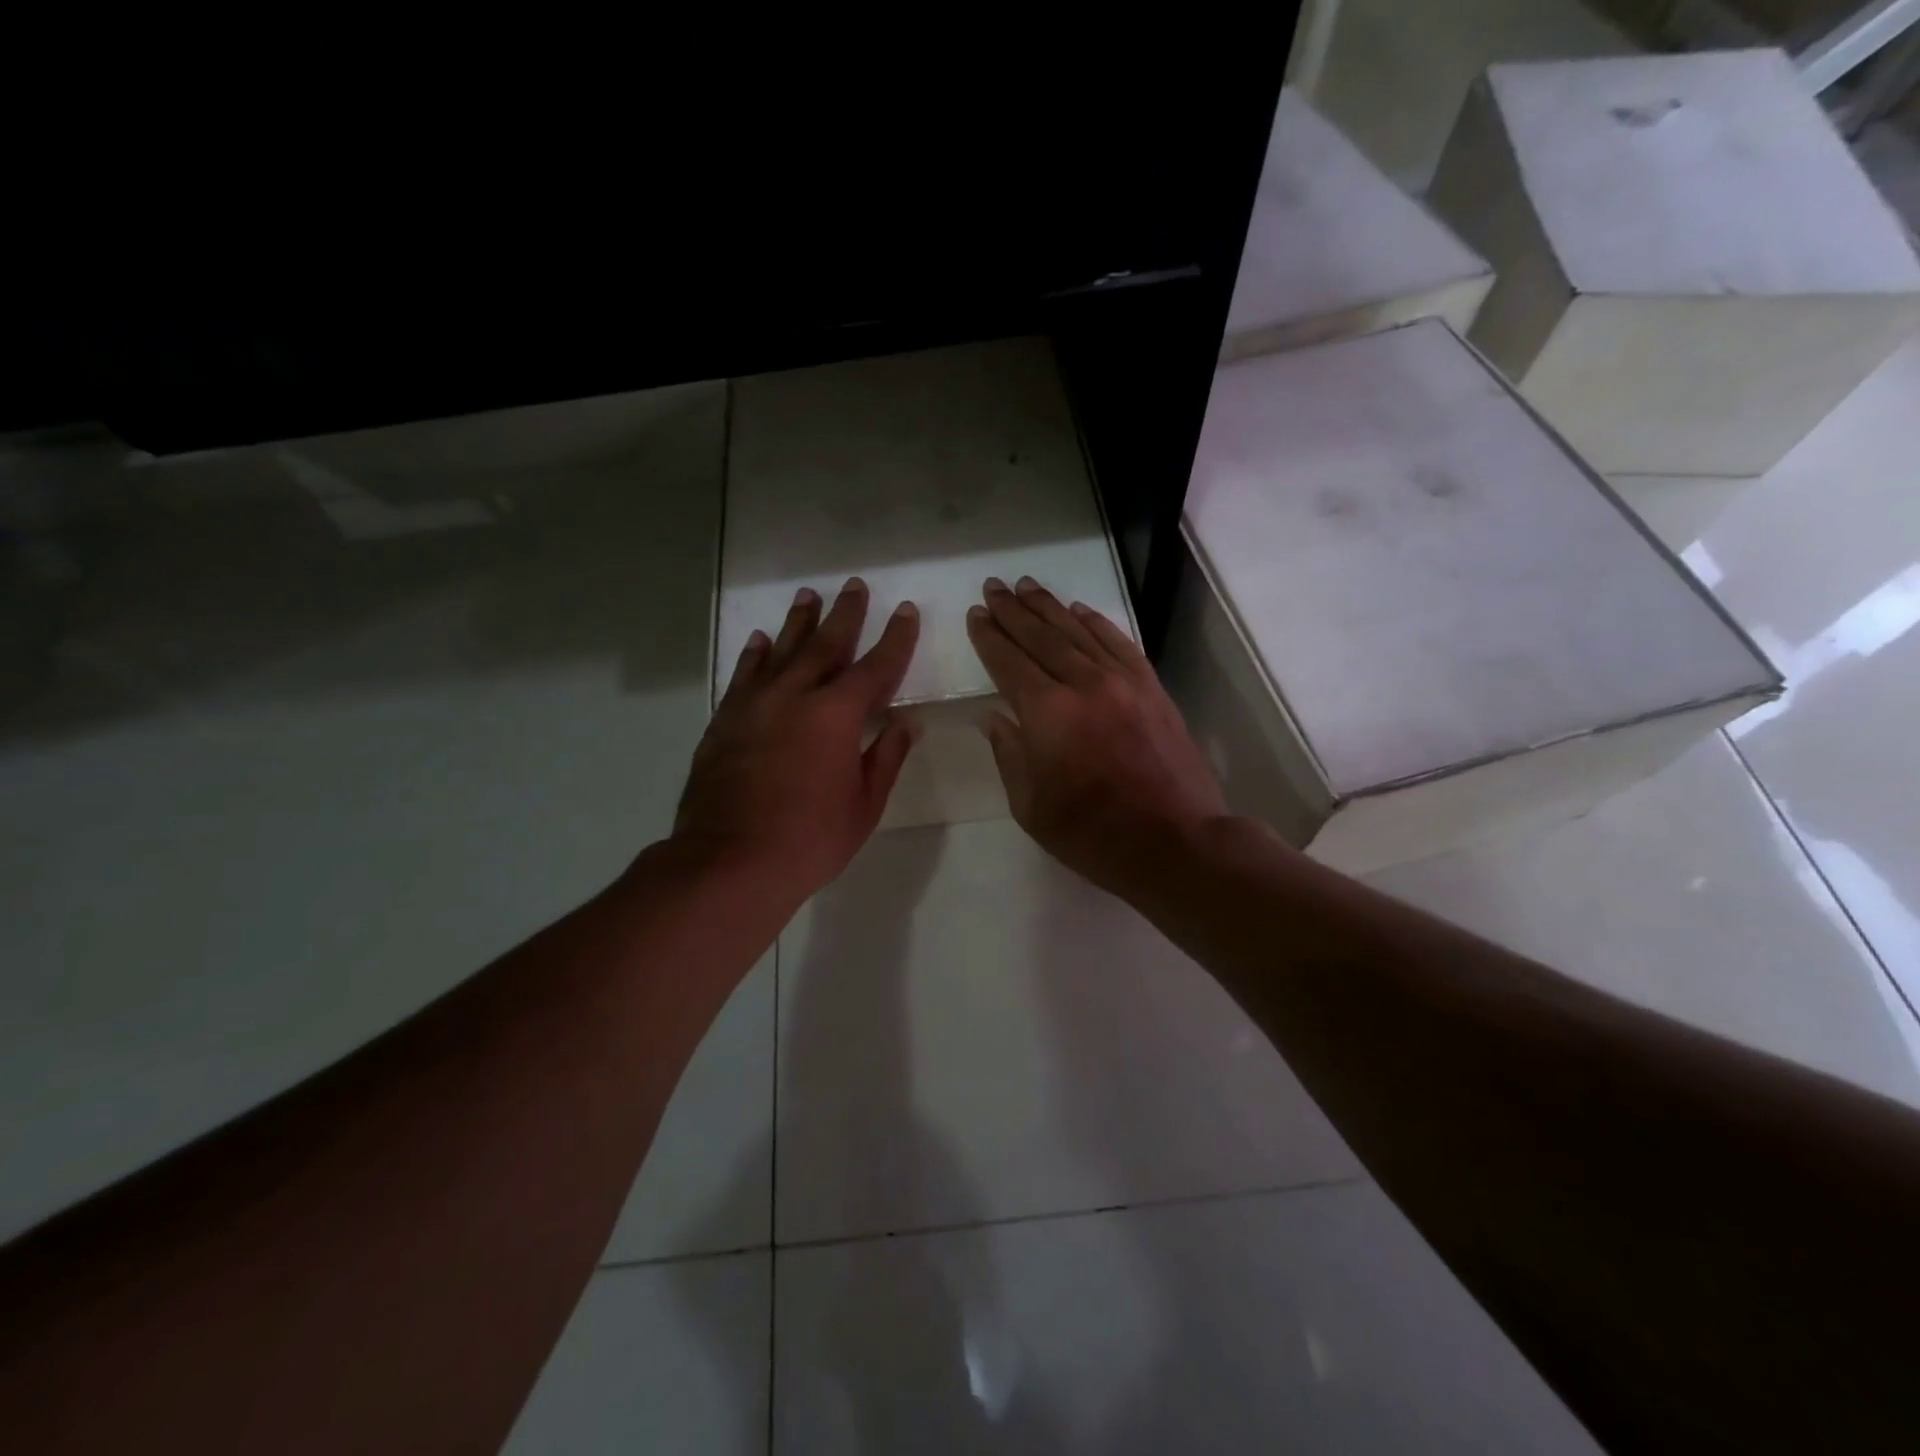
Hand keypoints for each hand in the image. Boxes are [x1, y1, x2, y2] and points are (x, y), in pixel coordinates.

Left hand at [674, 578, 919, 907]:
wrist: (729, 862)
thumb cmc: (809, 840)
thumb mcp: (863, 805)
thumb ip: (886, 758)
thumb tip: (905, 724)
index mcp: (837, 715)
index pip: (875, 666)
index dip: (895, 638)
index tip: (904, 611)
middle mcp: (795, 696)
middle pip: (825, 644)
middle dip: (845, 614)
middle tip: (854, 585)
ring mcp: (754, 705)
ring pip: (780, 650)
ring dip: (798, 622)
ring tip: (808, 596)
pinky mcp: (725, 720)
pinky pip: (743, 675)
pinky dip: (755, 654)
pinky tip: (760, 640)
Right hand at [967, 575, 1227, 898]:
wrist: (1176, 842)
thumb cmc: (1093, 834)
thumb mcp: (1031, 807)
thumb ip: (1009, 754)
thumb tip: (994, 717)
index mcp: (1047, 714)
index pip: (1009, 663)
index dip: (989, 637)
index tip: (976, 614)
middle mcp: (1083, 685)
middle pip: (1041, 637)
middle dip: (1013, 611)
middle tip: (993, 587)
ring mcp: (1122, 682)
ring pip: (1078, 632)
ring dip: (1049, 607)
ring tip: (1026, 586)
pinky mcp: (1152, 688)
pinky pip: (1118, 643)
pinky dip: (1096, 623)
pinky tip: (1079, 610)